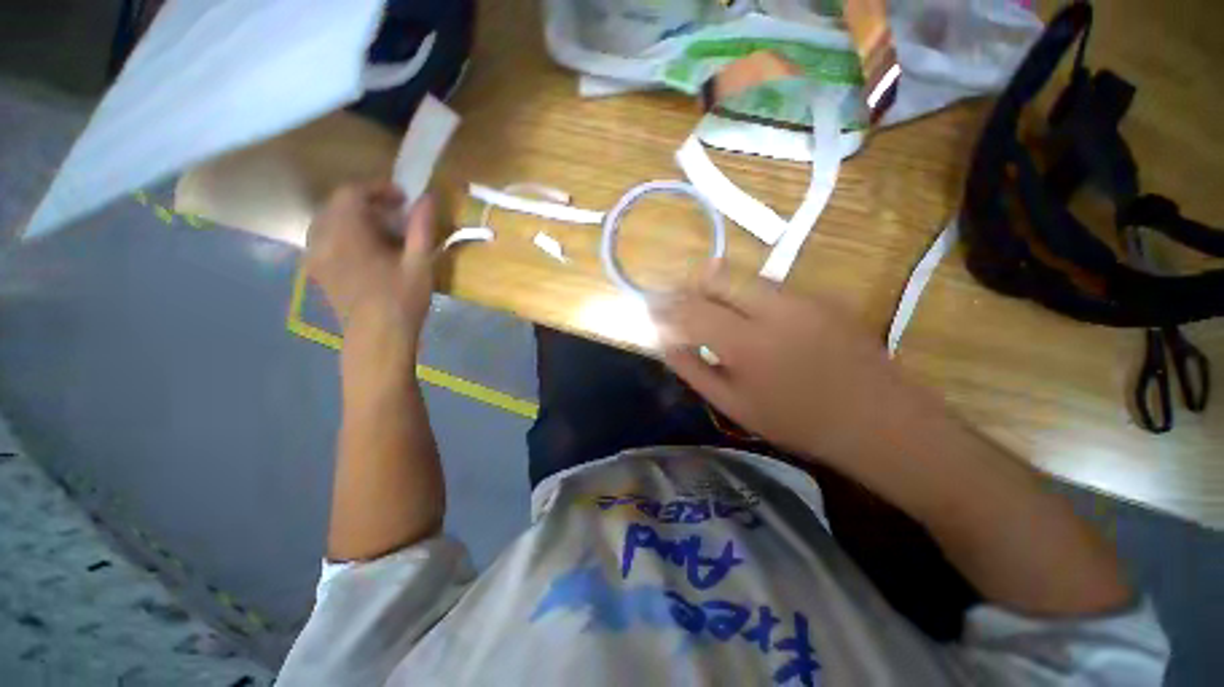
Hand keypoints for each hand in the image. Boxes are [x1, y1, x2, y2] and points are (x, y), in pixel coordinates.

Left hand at [306, 181, 435, 341]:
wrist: (377, 338)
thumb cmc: (402, 300)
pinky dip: (343, 233)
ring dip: (353, 217)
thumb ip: (421, 228)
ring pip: (328, 220)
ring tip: (380, 230)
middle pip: (337, 204)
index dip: (377, 188)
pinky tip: (364, 249)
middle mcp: (323, 238)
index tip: (403, 198)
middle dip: (366, 202)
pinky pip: (323, 238)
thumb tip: (428, 198)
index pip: (351, 192)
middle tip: (395, 214)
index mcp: (347, 233)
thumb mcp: (419, 263)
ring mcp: (316, 255)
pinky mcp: (317, 270)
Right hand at [652, 265, 916, 464]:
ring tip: (707, 307)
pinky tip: (746, 315)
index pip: (692, 309)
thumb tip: (665, 343)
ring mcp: (800, 297)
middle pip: (716, 276)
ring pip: (742, 276)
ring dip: (717, 287)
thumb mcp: (734, 406)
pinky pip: (768, 285)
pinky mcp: (819, 296)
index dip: (667, 306)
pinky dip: (744, 293)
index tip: (653, 308)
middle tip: (678, 304)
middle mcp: (772, 308)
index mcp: (747, 342)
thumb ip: (693, 370)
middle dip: (690, 286)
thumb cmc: (797, 421)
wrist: (878, 419)